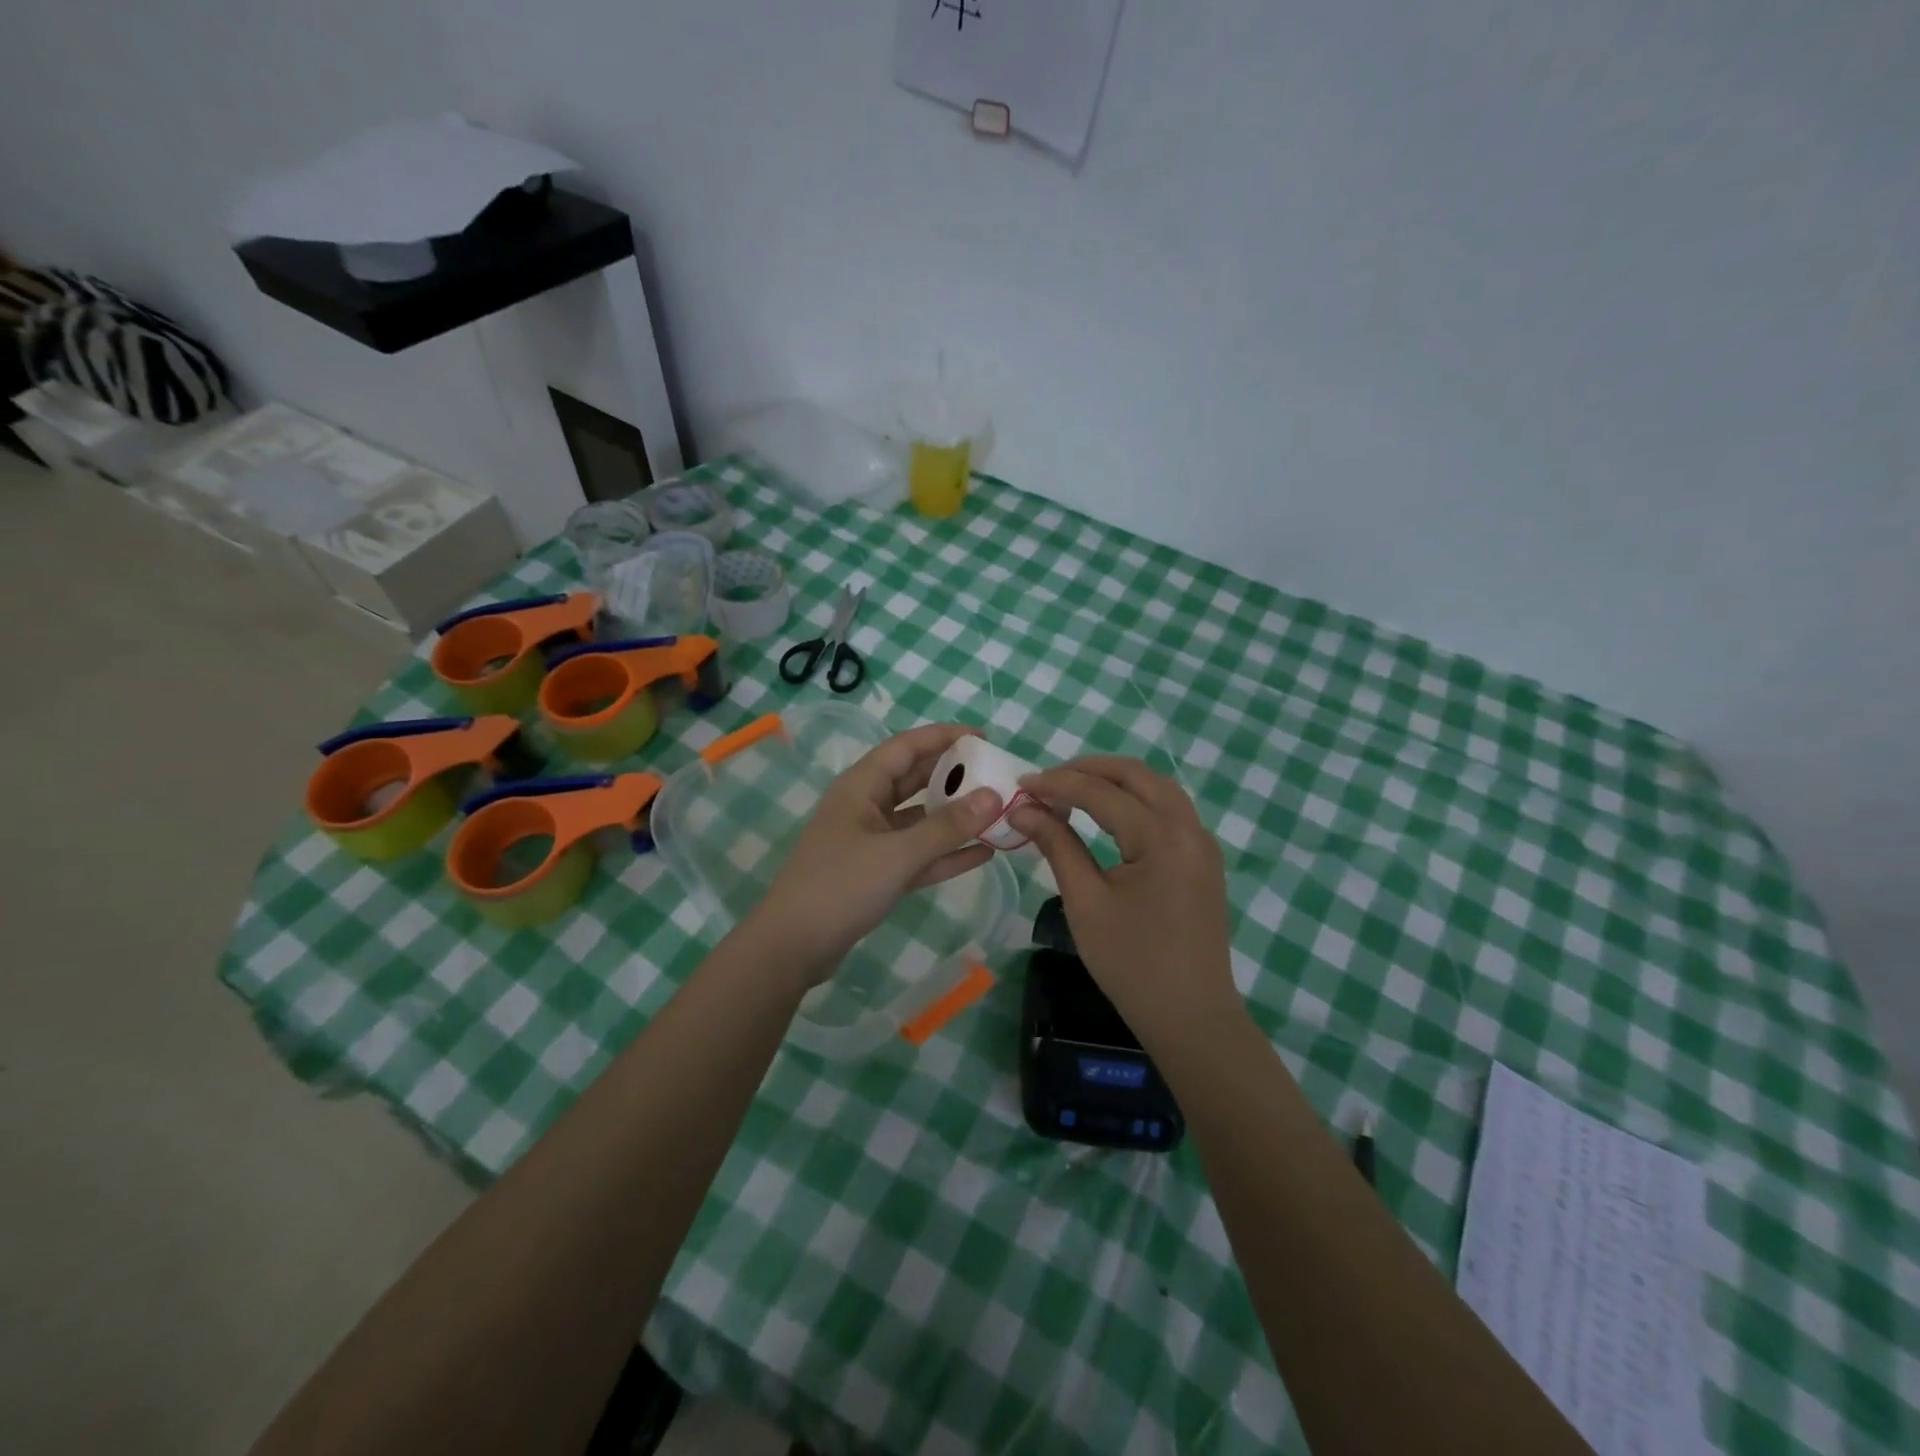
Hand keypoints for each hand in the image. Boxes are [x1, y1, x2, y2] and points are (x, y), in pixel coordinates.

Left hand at [747, 723, 1003, 984]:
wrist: (792, 947)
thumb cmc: (840, 887)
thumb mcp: (897, 854)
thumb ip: (947, 827)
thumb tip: (994, 796)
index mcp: (860, 787)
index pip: (906, 747)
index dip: (943, 737)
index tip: (983, 737)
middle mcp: (865, 807)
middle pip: (914, 780)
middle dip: (953, 775)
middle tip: (996, 774)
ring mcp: (870, 842)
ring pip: (919, 819)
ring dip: (954, 816)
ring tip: (997, 812)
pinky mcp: (876, 874)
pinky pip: (918, 854)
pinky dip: (946, 853)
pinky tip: (982, 853)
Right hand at [1010, 756, 1239, 1045]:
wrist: (1191, 1017)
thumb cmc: (1132, 964)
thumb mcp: (1086, 902)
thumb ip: (1057, 845)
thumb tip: (1023, 809)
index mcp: (1162, 838)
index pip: (1102, 793)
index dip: (1058, 784)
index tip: (1021, 785)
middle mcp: (1190, 828)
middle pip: (1137, 775)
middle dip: (1088, 770)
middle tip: (1046, 781)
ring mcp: (1202, 843)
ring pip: (1157, 788)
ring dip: (1114, 781)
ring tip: (1072, 791)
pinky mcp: (1203, 859)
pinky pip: (1168, 810)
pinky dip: (1135, 800)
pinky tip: (1108, 814)